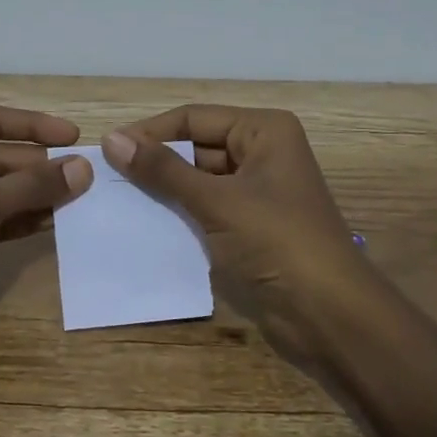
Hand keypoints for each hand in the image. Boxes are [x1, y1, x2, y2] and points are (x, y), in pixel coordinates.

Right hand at [102, 106, 369, 358]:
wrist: (329, 318)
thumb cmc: (278, 242)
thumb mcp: (217, 201)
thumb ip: (163, 170)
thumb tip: (111, 139)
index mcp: (263, 131)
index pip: (193, 118)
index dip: (150, 132)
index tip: (106, 149)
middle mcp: (260, 153)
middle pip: (195, 147)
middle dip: (155, 162)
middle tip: (107, 178)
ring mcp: (255, 193)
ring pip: (196, 180)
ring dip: (163, 190)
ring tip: (116, 200)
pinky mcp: (248, 227)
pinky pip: (204, 209)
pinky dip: (177, 214)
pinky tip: (142, 224)